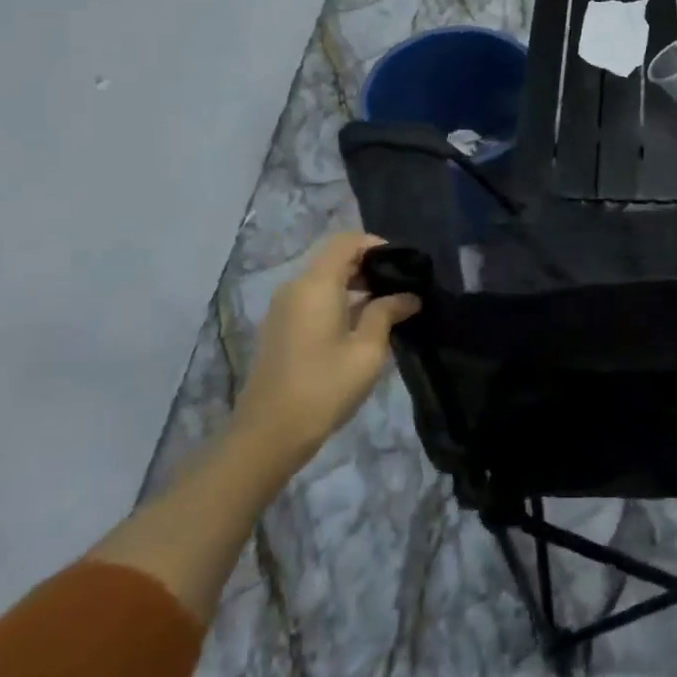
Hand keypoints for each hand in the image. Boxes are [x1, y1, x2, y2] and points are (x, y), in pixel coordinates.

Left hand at [231, 233, 419, 469]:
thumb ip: (387, 313)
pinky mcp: (280, 328)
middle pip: (334, 258)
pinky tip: (361, 325)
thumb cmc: (324, 387)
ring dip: (355, 284)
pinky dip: (339, 300)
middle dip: (369, 265)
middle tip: (402, 287)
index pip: (346, 241)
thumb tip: (408, 296)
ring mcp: (283, 309)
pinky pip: (313, 298)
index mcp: (315, 285)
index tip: (405, 265)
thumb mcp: (367, 350)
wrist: (268, 435)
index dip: (377, 245)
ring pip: (323, 279)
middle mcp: (294, 288)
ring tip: (388, 307)